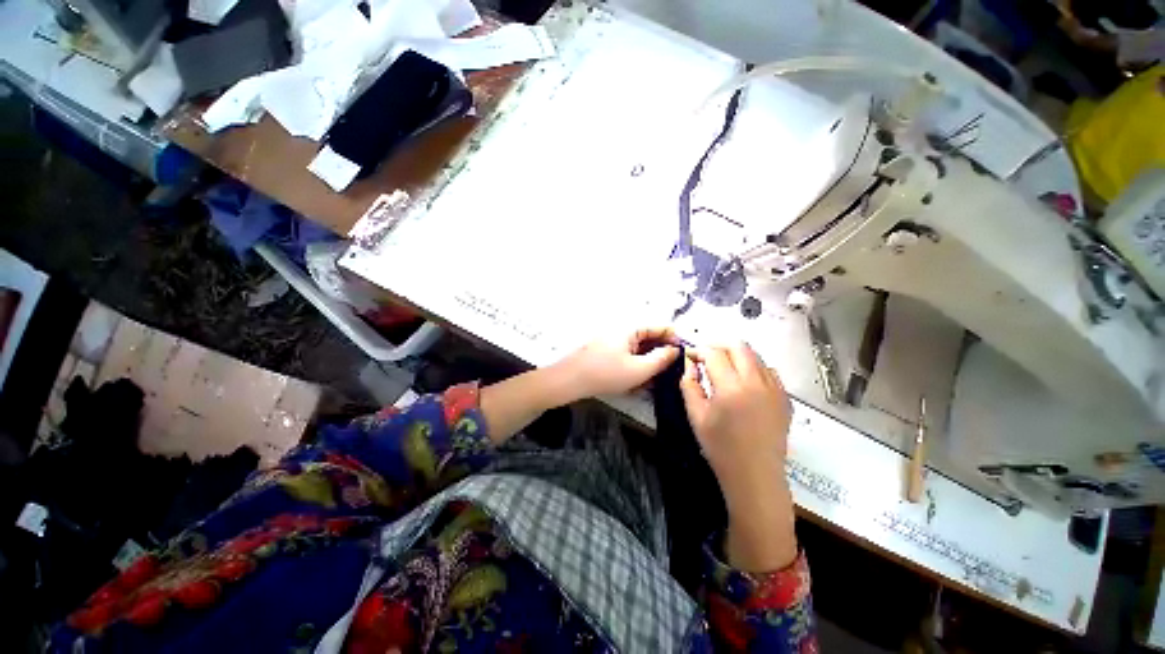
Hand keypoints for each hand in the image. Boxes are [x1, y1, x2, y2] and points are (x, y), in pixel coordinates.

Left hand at [551, 328, 680, 402]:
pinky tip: (637, 380)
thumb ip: (661, 359)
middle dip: (661, 353)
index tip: (684, 354)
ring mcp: (614, 340)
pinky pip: (628, 354)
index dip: (675, 338)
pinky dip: (635, 364)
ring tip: (653, 379)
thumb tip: (675, 350)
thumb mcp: (639, 369)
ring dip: (648, 361)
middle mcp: (623, 330)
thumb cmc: (606, 373)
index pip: (660, 326)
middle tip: (669, 371)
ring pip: (639, 348)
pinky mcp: (607, 350)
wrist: (570, 380)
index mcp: (631, 328)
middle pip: (649, 337)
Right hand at [679, 343, 791, 483]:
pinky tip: (743, 382)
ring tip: (723, 368)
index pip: (713, 353)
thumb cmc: (720, 448)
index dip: (698, 350)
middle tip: (705, 357)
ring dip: (736, 355)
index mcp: (731, 388)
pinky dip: (753, 368)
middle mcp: (756, 382)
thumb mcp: (695, 415)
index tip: (689, 356)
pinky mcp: (785, 398)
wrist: (755, 475)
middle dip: (718, 346)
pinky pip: (768, 371)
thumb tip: (690, 364)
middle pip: (738, 346)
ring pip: (755, 355)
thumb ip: (689, 384)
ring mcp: (775, 389)